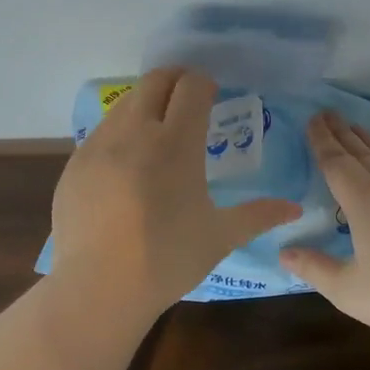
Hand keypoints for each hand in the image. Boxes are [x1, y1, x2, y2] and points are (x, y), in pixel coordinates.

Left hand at [50, 68, 301, 312]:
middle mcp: (135, 131)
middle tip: (188, 100)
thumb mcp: (220, 236)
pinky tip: (126, 164)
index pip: (191, 86)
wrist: (98, 288)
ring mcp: (99, 145)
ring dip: (146, 104)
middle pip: (155, 81)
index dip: (204, 84)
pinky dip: (120, 133)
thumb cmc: (167, 259)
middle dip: (175, 80)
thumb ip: (258, 215)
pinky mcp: (75, 163)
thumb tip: (295, 208)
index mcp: (176, 142)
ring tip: (157, 131)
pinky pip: (101, 132)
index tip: (212, 96)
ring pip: (125, 103)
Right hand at [280, 113, 369, 334]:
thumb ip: (315, 269)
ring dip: (366, 140)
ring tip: (356, 129)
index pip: (334, 161)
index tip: (311, 119)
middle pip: (359, 150)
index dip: (320, 140)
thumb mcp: (350, 290)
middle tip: (326, 113)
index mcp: (362, 199)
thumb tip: (284, 253)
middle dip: (340, 131)